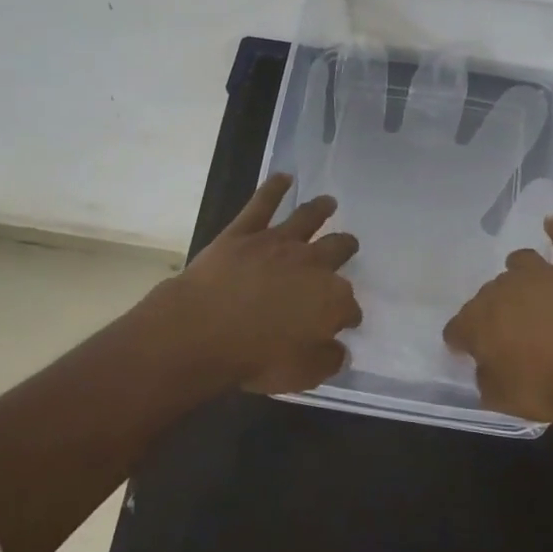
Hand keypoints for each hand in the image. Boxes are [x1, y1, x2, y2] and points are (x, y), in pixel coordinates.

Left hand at [162, 173, 362, 394]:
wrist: (203, 331)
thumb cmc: (256, 358)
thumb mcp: (303, 374)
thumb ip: (327, 359)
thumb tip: (339, 349)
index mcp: (331, 299)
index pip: (349, 305)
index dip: (348, 314)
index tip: (345, 321)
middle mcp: (312, 263)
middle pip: (337, 249)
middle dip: (345, 248)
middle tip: (348, 245)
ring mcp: (278, 242)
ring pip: (307, 218)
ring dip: (321, 209)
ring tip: (329, 202)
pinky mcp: (244, 232)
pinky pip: (262, 203)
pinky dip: (274, 188)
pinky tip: (282, 177)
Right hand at [443, 217, 552, 425]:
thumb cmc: (551, 385)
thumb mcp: (507, 401)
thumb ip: (488, 382)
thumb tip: (486, 369)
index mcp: (480, 322)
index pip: (457, 328)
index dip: (461, 341)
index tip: (468, 352)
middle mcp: (505, 289)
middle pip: (488, 295)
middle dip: (493, 311)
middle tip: (509, 335)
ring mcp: (544, 274)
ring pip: (521, 262)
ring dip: (519, 274)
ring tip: (527, 289)